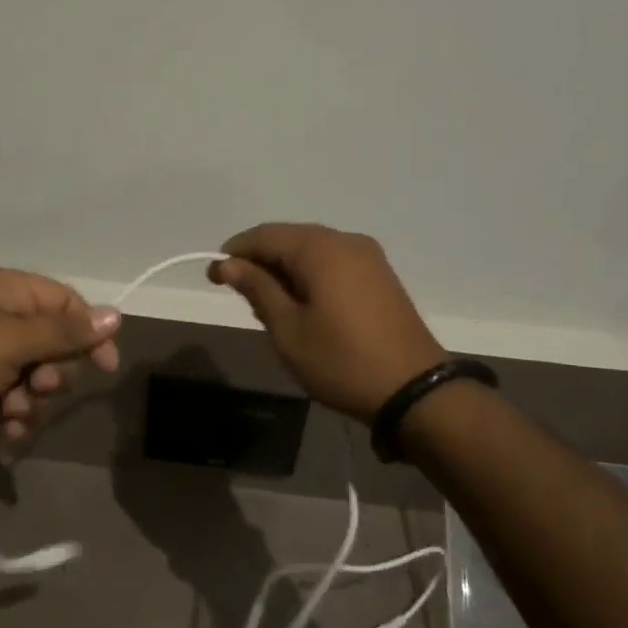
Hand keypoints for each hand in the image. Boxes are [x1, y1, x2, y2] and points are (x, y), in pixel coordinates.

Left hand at [0, 269, 120, 456]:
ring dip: (32, 401)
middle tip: (39, 385)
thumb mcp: (11, 340)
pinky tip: (5, 431)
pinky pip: (11, 402)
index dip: (89, 332)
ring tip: (12, 412)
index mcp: (6, 292)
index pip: (65, 303)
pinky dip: (13, 417)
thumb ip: (65, 332)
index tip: (105, 365)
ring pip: (34, 379)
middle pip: (53, 345)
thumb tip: (115, 315)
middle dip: (52, 373)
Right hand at [210, 223, 446, 422]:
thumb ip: (257, 289)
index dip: (234, 252)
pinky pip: (332, 262)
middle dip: (259, 261)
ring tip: (268, 305)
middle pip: (289, 238)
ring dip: (284, 269)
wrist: (414, 391)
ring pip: (311, 250)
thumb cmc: (341, 361)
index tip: (213, 277)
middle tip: (239, 295)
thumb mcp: (288, 329)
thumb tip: (227, 264)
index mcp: (320, 249)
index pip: (264, 235)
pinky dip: (309, 275)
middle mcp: (346, 241)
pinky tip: (301, 304)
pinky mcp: (380, 275)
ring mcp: (368, 257)